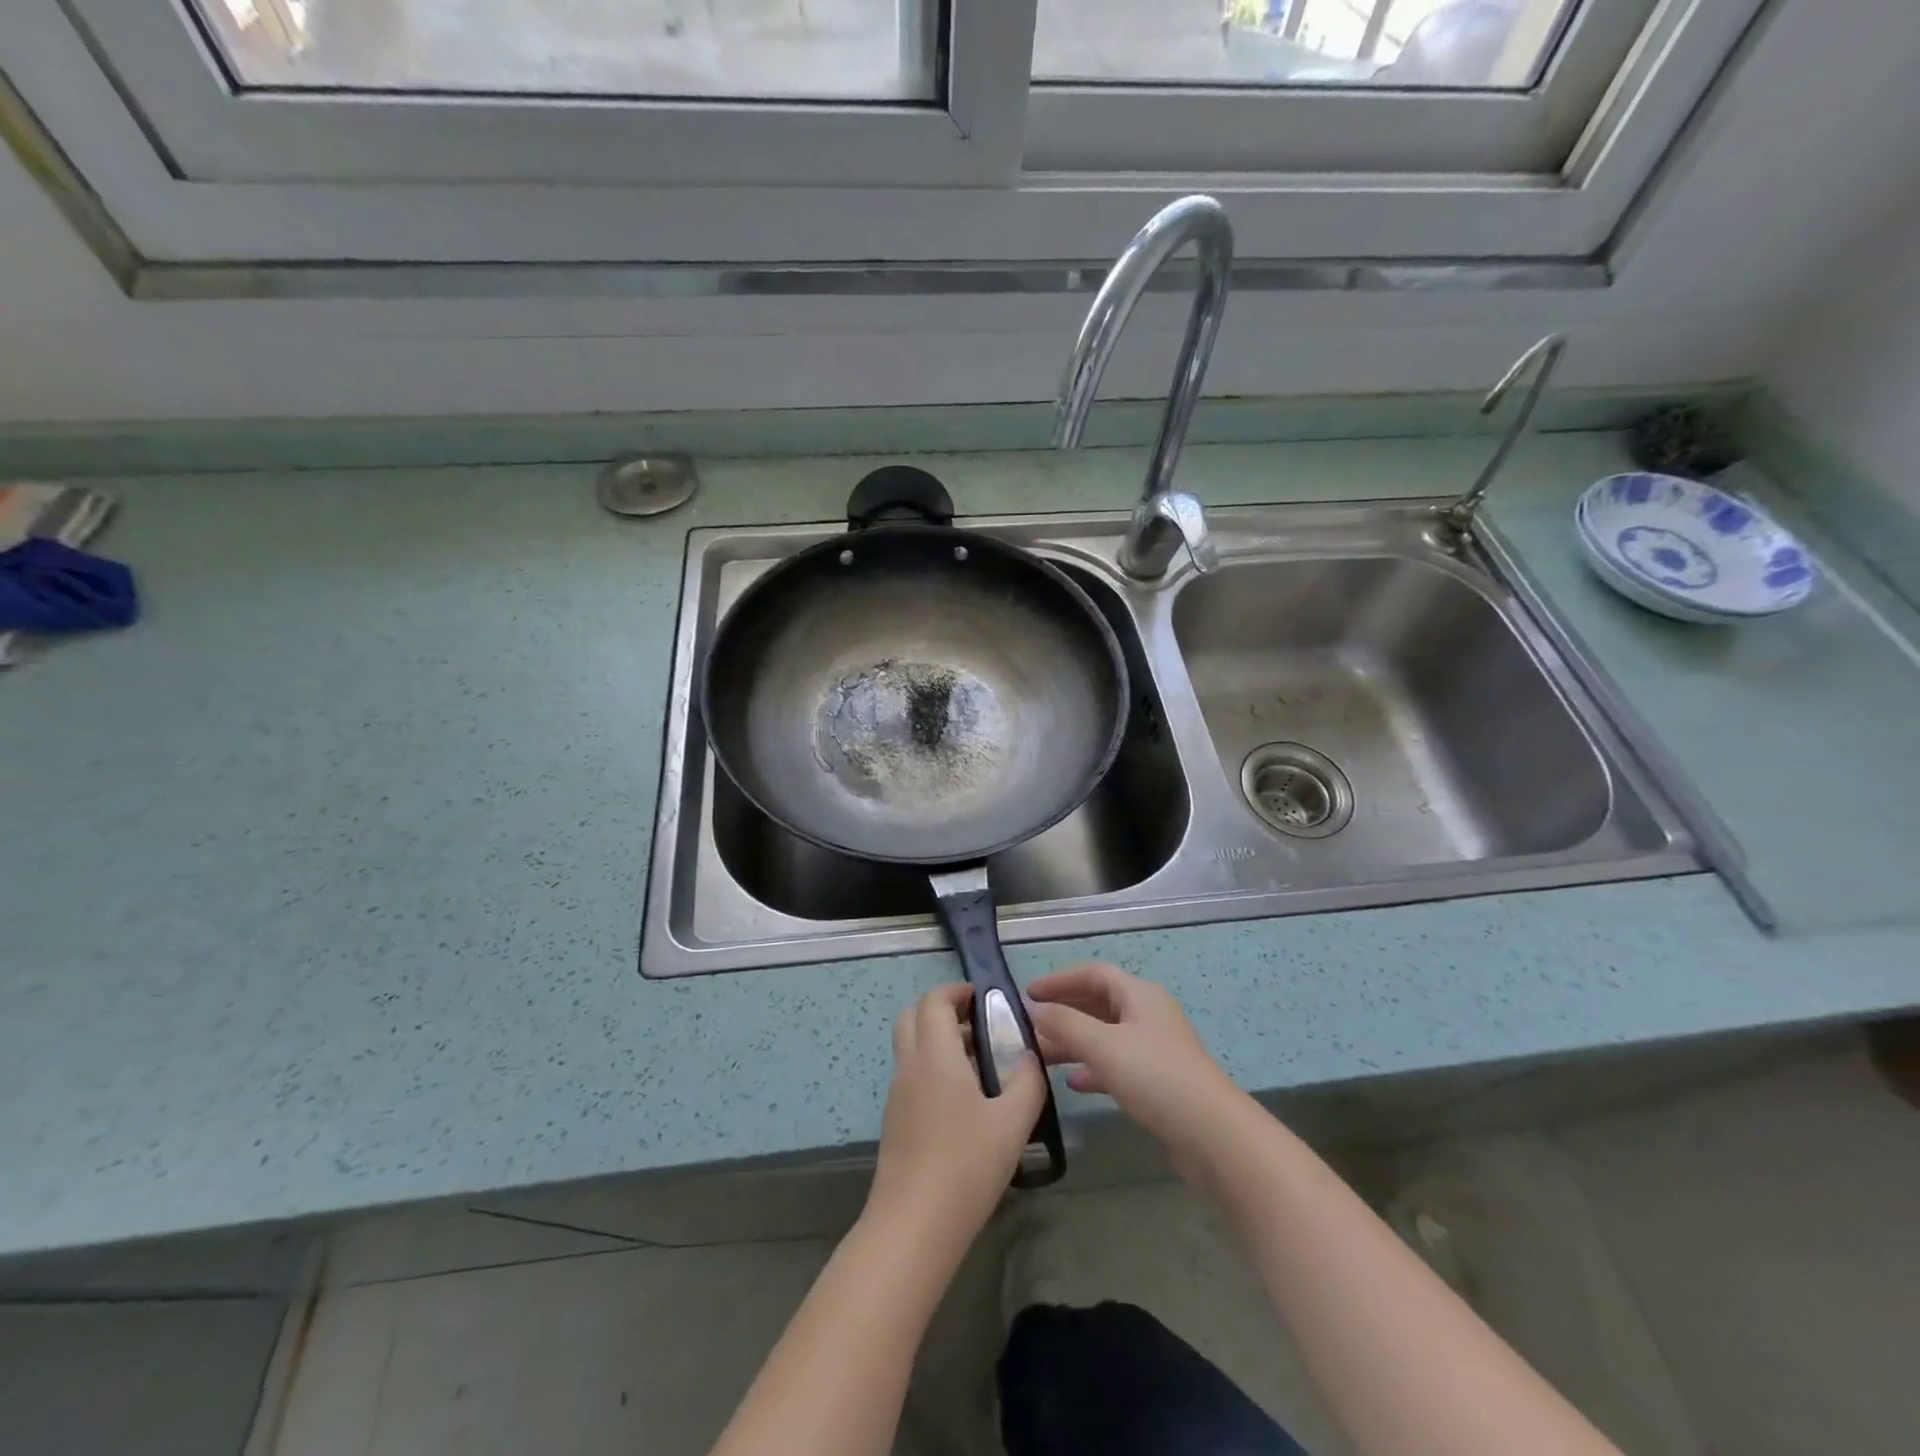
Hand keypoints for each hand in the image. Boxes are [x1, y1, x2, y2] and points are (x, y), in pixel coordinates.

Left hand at [863, 984, 1045, 1260]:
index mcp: (934, 1055)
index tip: (984, 998)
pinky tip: (963, 1099)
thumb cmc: (966, 1165)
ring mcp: (897, 1094)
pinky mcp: (895, 1121)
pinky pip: (911, 1074)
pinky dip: (931, 1067)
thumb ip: (1027, 1081)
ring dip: (936, 1039)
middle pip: (912, 1016)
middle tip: (978, 1023)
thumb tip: (1029, 1056)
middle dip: (942, 1009)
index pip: (934, 1001)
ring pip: (909, 1046)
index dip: (956, 991)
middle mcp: (909, 1066)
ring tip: (978, 1062)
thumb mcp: (1013, 1122)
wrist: (914, 1225)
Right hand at [1026, 962, 1243, 1176]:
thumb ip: (1065, 1023)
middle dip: (1064, 1013)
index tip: (1028, 993)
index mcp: (1139, 995)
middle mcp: (1148, 1015)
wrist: (1213, 1135)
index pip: (1093, 974)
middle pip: (1099, 1003)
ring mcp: (1155, 1049)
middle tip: (1030, 1026)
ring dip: (1074, 1042)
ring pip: (1105, 1036)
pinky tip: (1072, 1083)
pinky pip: (1117, 1064)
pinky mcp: (1158, 1082)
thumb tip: (1034, 1008)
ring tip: (1041, 1057)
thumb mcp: (1103, 1045)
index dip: (1059, 980)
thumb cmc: (1155, 1077)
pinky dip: (1093, 1068)